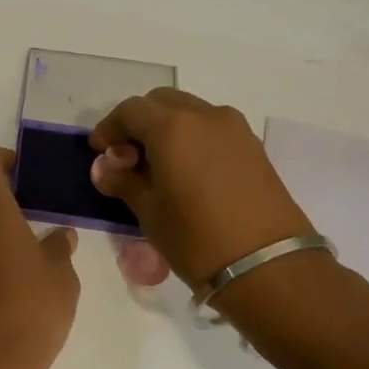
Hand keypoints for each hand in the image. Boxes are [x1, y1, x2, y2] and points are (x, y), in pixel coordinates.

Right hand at [89, 88, 313, 286]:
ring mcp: (234, 129)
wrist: (269, 265)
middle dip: (139, 122)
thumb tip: (105, 168)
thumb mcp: (149, 213)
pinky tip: (186, 171)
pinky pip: (212, 128)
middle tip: (127, 156)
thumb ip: (123, 181)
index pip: (130, 110)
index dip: (109, 128)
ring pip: (189, 112)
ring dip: (167, 128)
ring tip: (157, 165)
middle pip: (161, 102)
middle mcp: (204, 116)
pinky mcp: (253, 146)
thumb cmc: (197, 239)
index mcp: (172, 127)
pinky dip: (192, 138)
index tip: (100, 152)